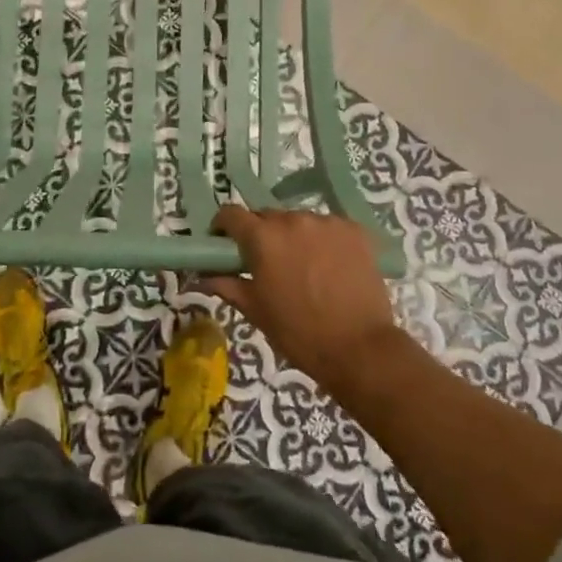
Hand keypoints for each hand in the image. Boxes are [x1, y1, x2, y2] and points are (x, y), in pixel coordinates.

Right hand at [203, 207, 402, 392]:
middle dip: (261, 234)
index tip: (224, 244)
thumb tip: (202, 276)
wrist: (359, 348)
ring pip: (299, 221)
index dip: (224, 226)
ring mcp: (327, 223)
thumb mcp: (255, 310)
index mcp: (262, 237)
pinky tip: (330, 266)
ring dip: (294, 237)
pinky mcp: (354, 230)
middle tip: (266, 262)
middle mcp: (293, 220)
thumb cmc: (298, 332)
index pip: (231, 214)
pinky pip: (329, 228)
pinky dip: (324, 241)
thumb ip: (226, 284)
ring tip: (304, 266)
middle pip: (267, 216)